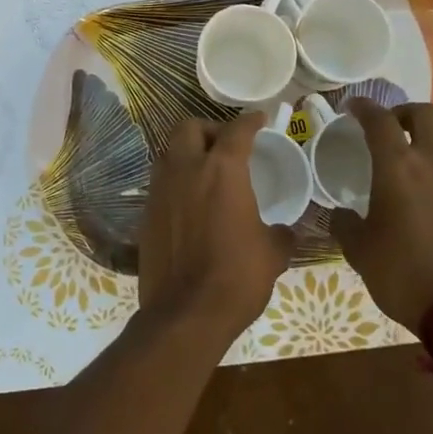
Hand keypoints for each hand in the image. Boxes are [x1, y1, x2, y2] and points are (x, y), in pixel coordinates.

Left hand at [138, 110, 294, 344]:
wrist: (185, 314)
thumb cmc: (236, 277)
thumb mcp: (272, 255)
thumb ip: (281, 235)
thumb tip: (286, 232)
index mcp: (222, 170)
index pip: (237, 130)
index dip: (250, 121)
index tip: (260, 119)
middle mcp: (186, 169)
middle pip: (189, 127)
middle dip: (209, 129)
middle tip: (226, 145)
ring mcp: (160, 190)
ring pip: (169, 152)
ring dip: (187, 153)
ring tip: (206, 171)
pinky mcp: (146, 212)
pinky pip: (161, 183)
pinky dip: (176, 182)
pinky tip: (190, 203)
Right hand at [330, 99, 432, 334]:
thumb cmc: (402, 274)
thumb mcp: (359, 250)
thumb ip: (345, 224)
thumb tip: (341, 214)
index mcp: (399, 166)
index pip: (380, 119)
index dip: (364, 107)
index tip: (352, 108)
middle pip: (425, 114)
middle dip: (403, 113)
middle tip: (388, 129)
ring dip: (425, 143)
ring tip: (407, 168)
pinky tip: (429, 201)